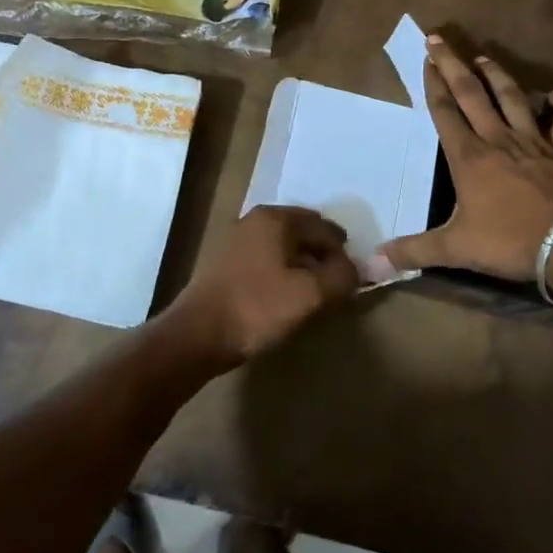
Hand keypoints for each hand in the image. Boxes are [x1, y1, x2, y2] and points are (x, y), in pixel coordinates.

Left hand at [168, 206, 359, 366]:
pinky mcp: (224, 261)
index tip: (351, 279)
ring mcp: (236, 238)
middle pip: (302, 232)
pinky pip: (265, 258)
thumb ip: (341, 277)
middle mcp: (255, 219)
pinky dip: (281, 270)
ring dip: (301, 264)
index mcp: (277, 218)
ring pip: (282, 245)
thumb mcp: (310, 295)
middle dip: (322, 255)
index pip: (324, 228)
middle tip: (335, 283)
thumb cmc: (257, 307)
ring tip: (312, 292)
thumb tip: (355, 269)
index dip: (343, 253)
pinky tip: (284, 294)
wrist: (196, 334)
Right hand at [381, 36, 552, 280]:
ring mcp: (534, 142)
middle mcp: (498, 140)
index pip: (445, 111)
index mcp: (469, 157)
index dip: (433, 84)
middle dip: (453, 65)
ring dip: (497, 76)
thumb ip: (414, 252)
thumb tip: (373, 263)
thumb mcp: (456, 249)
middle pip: (472, 93)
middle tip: (440, 39)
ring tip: (485, 58)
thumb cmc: (510, 241)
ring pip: (512, 98)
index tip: (426, 59)